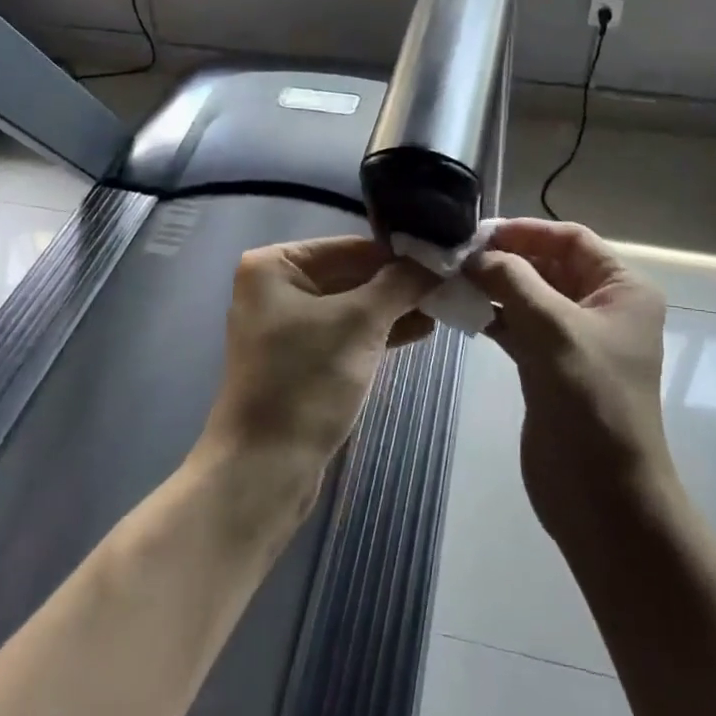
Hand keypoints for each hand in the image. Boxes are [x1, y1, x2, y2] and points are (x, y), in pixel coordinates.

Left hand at [202, 237, 436, 496]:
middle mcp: (275, 287)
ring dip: (394, 308)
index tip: (445, 260)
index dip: (399, 255)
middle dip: (399, 283)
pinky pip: (345, 333)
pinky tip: (419, 331)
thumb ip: (400, 284)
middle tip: (450, 285)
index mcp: (275, 265)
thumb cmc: (306, 381)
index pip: (350, 247)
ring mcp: (286, 325)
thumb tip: (437, 262)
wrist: (265, 468)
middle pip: (351, 274)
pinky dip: (378, 331)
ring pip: (351, 305)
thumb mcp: (360, 323)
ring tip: (443, 308)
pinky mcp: (299, 359)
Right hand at [467, 220, 669, 540]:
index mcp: (622, 289)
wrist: (601, 495)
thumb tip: (473, 254)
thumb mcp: (553, 328)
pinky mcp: (549, 365)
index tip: (479, 234)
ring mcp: (574, 338)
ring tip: (450, 279)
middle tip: (456, 256)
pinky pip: (518, 325)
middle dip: (505, 258)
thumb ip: (512, 280)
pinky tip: (459, 310)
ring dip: (493, 286)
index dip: (527, 230)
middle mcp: (601, 307)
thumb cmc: (590, 400)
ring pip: (529, 294)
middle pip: (548, 264)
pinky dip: (491, 315)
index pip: (571, 239)